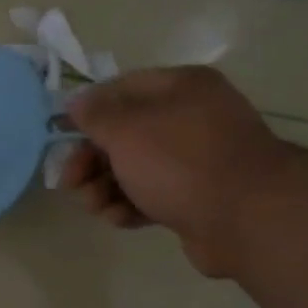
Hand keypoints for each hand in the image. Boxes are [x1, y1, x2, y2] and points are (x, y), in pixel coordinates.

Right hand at [61, 67, 291, 277]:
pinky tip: (119, 219)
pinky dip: (131, 205)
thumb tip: (77, 102)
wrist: (245, 218)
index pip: (121, 89)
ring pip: (135, 169)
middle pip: (125, 134)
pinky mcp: (196, 198)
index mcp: (180, 88)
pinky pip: (152, 195)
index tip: (61, 135)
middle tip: (70, 182)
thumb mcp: (127, 130)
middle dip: (91, 159)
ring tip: (95, 206)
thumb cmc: (180, 161)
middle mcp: (190, 119)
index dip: (88, 111)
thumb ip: (96, 115)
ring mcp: (195, 161)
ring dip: (105, 187)